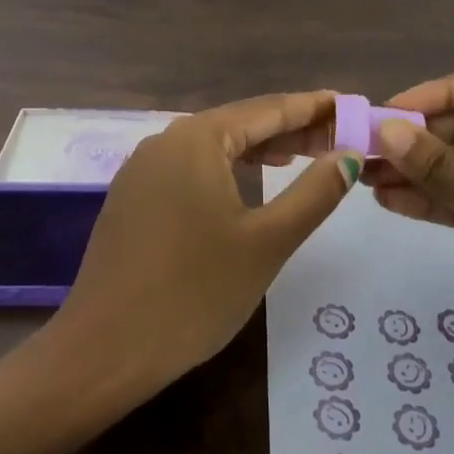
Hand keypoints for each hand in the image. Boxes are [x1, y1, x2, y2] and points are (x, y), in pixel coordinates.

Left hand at [51, 91, 362, 394]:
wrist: (105, 349)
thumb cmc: (195, 292)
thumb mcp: (267, 242)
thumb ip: (314, 193)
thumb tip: (348, 155)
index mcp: (197, 138)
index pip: (267, 109)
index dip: (311, 107)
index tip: (348, 104)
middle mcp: (166, 140)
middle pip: (239, 123)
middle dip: (289, 129)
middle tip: (337, 137)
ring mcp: (143, 168)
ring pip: (214, 146)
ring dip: (259, 149)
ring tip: (302, 155)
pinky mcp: (133, 197)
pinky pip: (190, 168)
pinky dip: (227, 169)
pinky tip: (247, 184)